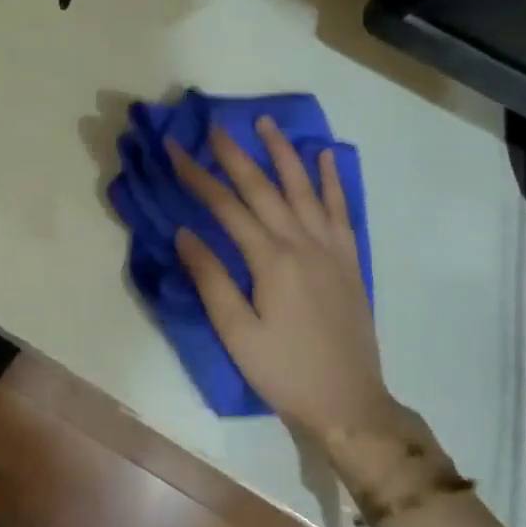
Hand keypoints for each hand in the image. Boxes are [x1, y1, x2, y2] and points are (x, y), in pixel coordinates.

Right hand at [167, 117, 400, 440]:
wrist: (349, 402)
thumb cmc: (283, 371)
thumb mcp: (236, 333)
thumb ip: (211, 279)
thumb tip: (185, 232)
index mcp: (270, 260)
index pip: (226, 206)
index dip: (198, 176)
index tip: (176, 150)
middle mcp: (302, 243)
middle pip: (263, 188)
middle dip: (235, 154)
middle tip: (215, 126)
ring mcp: (330, 248)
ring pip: (304, 188)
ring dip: (284, 152)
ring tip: (266, 123)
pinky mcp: (349, 259)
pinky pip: (340, 209)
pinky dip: (331, 180)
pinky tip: (325, 156)